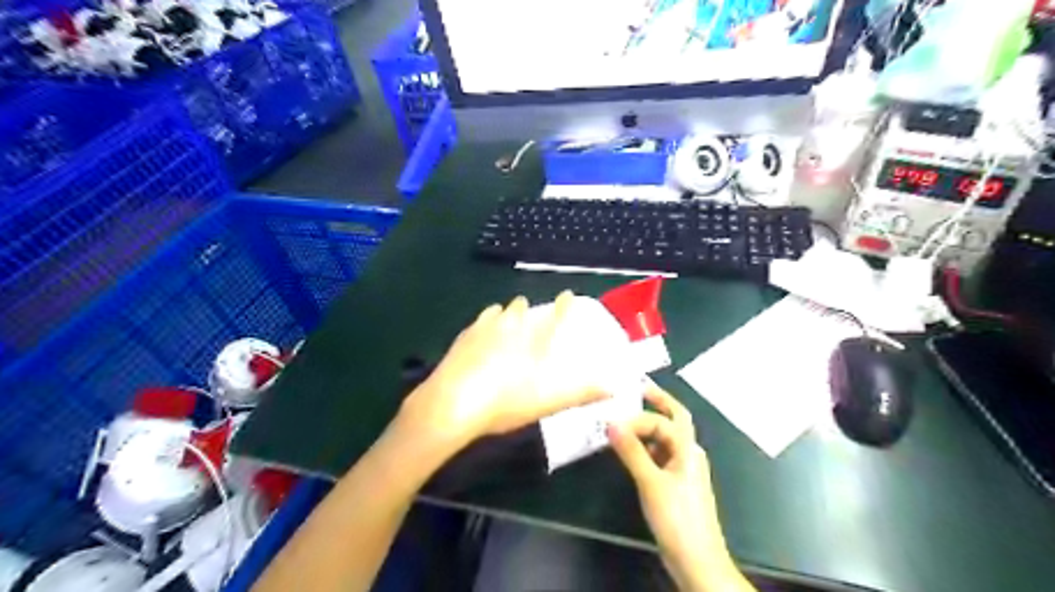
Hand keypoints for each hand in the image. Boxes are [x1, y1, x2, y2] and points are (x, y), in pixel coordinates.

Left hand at [395, 293, 609, 450]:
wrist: (452, 405)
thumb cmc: (504, 403)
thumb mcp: (546, 403)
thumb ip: (580, 394)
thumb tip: (612, 388)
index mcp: (532, 341)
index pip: (554, 316)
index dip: (563, 304)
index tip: (568, 294)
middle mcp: (510, 327)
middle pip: (521, 308)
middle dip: (527, 308)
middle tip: (529, 313)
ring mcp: (483, 329)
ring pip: (498, 311)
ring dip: (505, 313)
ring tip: (507, 318)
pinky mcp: (463, 337)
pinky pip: (479, 321)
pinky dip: (485, 322)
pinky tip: (481, 332)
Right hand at [605, 384, 743, 591]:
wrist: (696, 560)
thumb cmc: (678, 518)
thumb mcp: (651, 482)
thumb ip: (631, 451)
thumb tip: (612, 422)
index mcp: (688, 449)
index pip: (668, 418)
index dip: (648, 409)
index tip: (622, 409)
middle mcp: (688, 454)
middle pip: (670, 424)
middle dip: (652, 409)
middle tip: (630, 397)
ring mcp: (682, 470)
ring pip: (663, 441)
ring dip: (644, 432)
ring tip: (619, 427)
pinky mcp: (675, 485)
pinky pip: (658, 457)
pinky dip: (643, 450)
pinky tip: (627, 454)